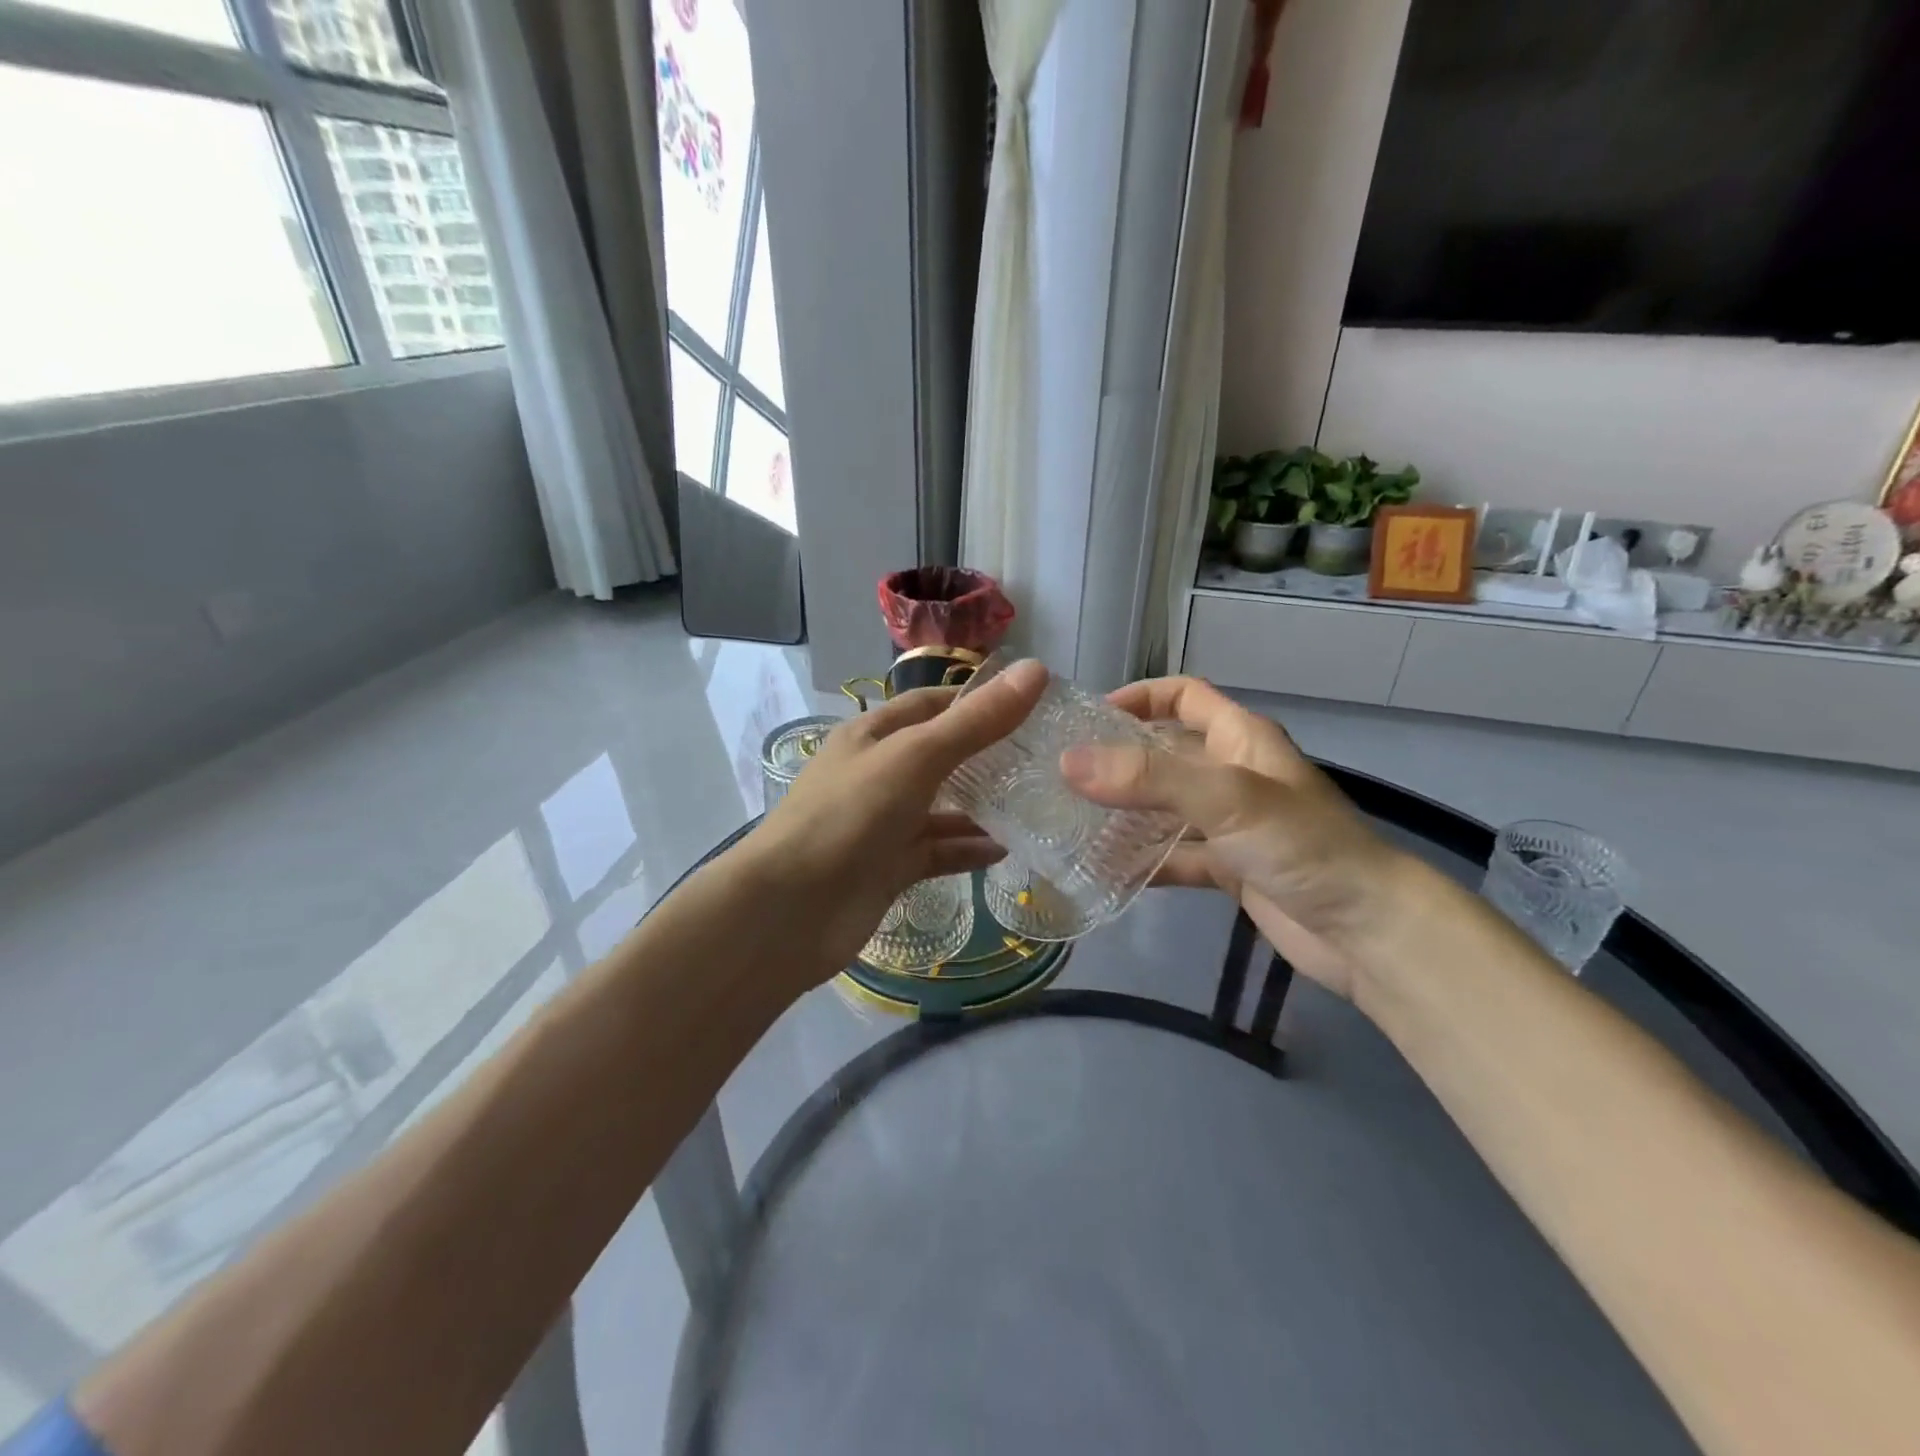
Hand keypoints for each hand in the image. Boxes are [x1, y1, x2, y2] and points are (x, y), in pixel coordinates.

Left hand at [741, 659, 1049, 980]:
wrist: (790, 910)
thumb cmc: (849, 816)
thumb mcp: (915, 757)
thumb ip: (975, 721)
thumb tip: (1037, 670)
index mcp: (872, 736)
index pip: (930, 705)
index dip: (976, 700)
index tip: (1030, 703)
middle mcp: (876, 774)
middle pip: (940, 756)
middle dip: (987, 756)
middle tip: (1044, 758)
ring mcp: (882, 824)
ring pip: (941, 808)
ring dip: (981, 807)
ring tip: (1035, 804)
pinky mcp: (889, 868)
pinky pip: (936, 852)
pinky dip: (967, 850)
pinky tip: (1005, 850)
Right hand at [1060, 676, 1407, 998]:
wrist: (1366, 931)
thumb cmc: (1302, 846)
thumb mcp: (1226, 798)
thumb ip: (1149, 776)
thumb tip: (1068, 762)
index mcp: (1241, 738)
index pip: (1184, 696)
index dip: (1140, 696)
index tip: (1089, 717)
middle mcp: (1233, 773)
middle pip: (1166, 752)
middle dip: (1119, 759)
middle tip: (1063, 775)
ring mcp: (1231, 824)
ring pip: (1166, 807)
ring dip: (1125, 813)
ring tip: (1071, 821)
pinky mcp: (1230, 868)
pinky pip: (1176, 856)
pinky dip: (1145, 861)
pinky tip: (1105, 872)